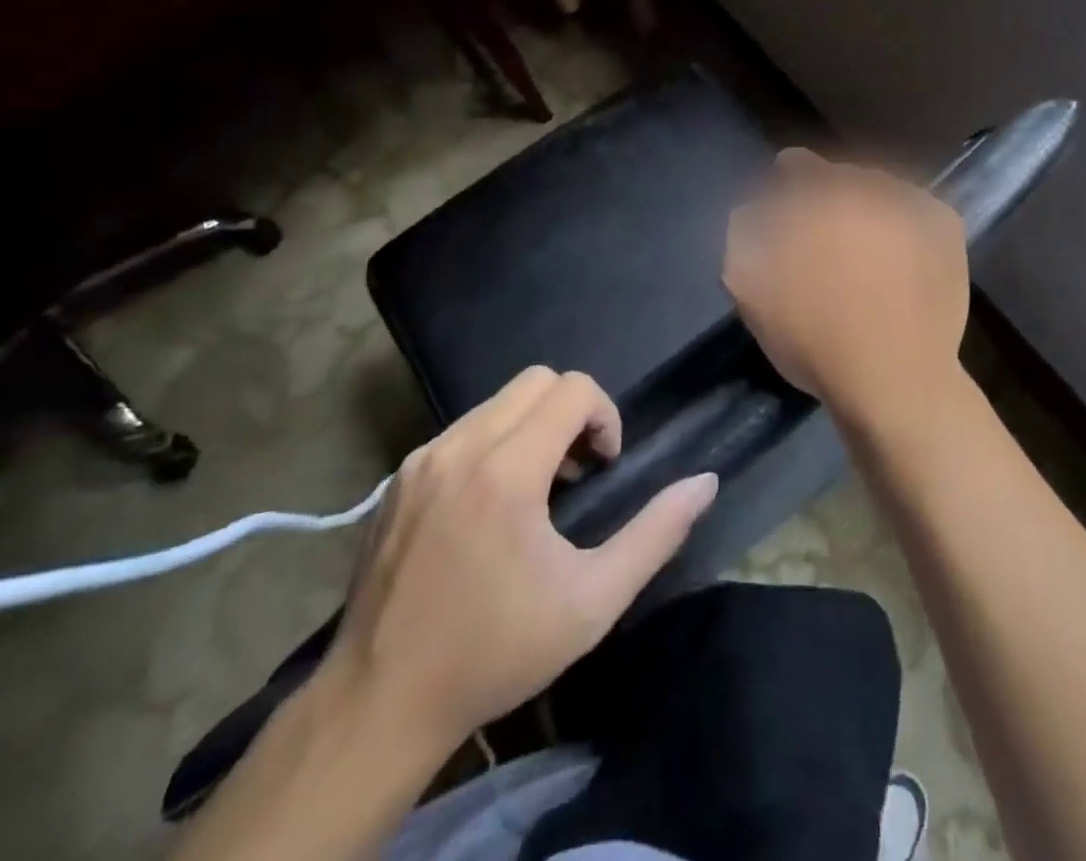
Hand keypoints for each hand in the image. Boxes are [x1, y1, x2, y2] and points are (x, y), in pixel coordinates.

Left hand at [325, 366, 718, 757]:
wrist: (379, 704)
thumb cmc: (495, 651)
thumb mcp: (593, 602)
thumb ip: (656, 533)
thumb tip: (705, 482)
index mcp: (506, 470)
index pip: (572, 388)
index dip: (605, 416)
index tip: (603, 468)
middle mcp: (460, 447)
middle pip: (536, 380)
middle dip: (571, 412)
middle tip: (576, 473)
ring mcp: (421, 460)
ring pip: (497, 402)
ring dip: (532, 426)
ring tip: (537, 492)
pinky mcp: (398, 479)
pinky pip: (462, 430)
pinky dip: (493, 444)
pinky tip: (490, 508)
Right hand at [724, 149, 969, 420]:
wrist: (893, 377)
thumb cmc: (813, 336)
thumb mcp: (748, 286)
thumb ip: (745, 231)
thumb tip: (756, 209)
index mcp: (816, 193)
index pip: (796, 165)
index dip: (786, 185)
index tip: (786, 210)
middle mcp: (866, 184)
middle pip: (841, 177)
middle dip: (830, 200)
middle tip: (828, 239)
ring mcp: (911, 201)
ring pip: (881, 191)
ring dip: (870, 210)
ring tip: (869, 252)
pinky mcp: (944, 224)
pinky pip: (917, 211)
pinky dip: (907, 227)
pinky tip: (902, 260)